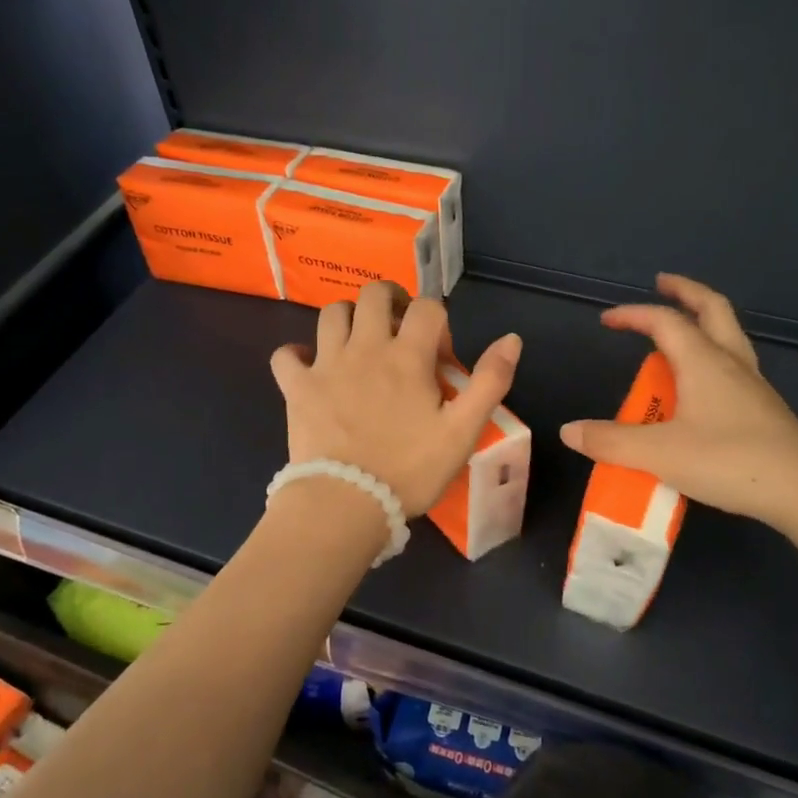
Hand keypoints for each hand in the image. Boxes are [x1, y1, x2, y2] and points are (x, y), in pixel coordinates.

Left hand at [270, 282, 522, 516]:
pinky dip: (297, 354)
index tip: (439, 356)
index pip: (427, 307)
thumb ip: (490, 382)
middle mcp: (365, 347)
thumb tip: (511, 339)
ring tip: (360, 343)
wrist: (346, 503)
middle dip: (392, 300)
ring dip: (349, 319)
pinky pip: (286, 355)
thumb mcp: (463, 431)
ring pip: (332, 314)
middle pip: (374, 294)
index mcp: (407, 356)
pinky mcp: (296, 387)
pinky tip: (310, 367)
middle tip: (399, 329)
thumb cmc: (409, 469)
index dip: (438, 321)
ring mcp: (326, 364)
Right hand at [558, 274, 797, 530]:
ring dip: (702, 321)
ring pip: (728, 335)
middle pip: (712, 308)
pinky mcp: (764, 409)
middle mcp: (731, 363)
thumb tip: (569, 431)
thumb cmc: (729, 461)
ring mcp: (753, 385)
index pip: (664, 321)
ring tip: (678, 331)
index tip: (607, 320)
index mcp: (704, 361)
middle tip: (663, 283)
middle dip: (685, 291)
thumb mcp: (659, 454)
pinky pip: (733, 365)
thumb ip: (611, 441)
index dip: (633, 315)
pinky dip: (712, 356)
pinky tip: (701, 385)